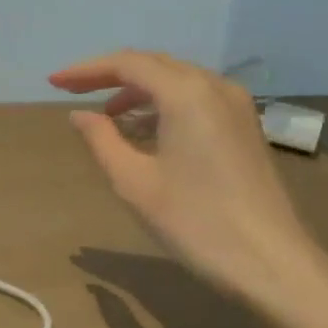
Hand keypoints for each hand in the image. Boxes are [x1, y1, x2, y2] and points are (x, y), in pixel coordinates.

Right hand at [49, 50, 327, 309]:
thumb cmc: (196, 222)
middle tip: (73, 91)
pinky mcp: (245, 127)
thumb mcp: (134, 182)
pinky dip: (164, 105)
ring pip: (177, 80)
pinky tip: (146, 130)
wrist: (272, 263)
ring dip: (138, 91)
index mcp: (186, 93)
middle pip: (154, 65)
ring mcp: (236, 106)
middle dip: (111, 75)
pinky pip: (196, 99)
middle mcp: (214, 86)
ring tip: (106, 116)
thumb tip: (81, 115)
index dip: (87, 70)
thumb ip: (101, 140)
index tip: (54, 83)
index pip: (127, 64)